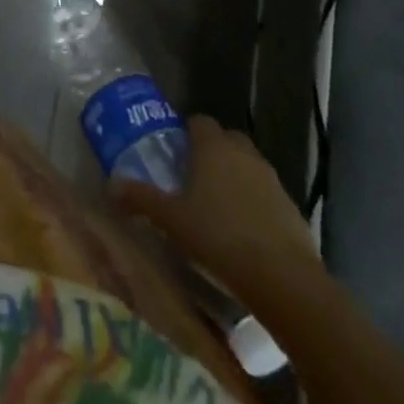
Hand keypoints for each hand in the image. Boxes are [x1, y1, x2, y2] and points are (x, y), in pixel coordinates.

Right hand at [112, 115, 316, 292]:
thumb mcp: (171, 220)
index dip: (186, 133)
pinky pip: (267, 196)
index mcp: (213, 146)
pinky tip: (245, 234)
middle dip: (212, 152)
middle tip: (194, 178)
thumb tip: (110, 185)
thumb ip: (141, 199)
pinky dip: (256, 205)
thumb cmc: (219, 238)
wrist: (285, 281)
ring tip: (218, 208)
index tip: (174, 153)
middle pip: (226, 140)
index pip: (198, 121)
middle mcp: (244, 154)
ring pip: (249, 167)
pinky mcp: (293, 210)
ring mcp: (273, 181)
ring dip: (236, 178)